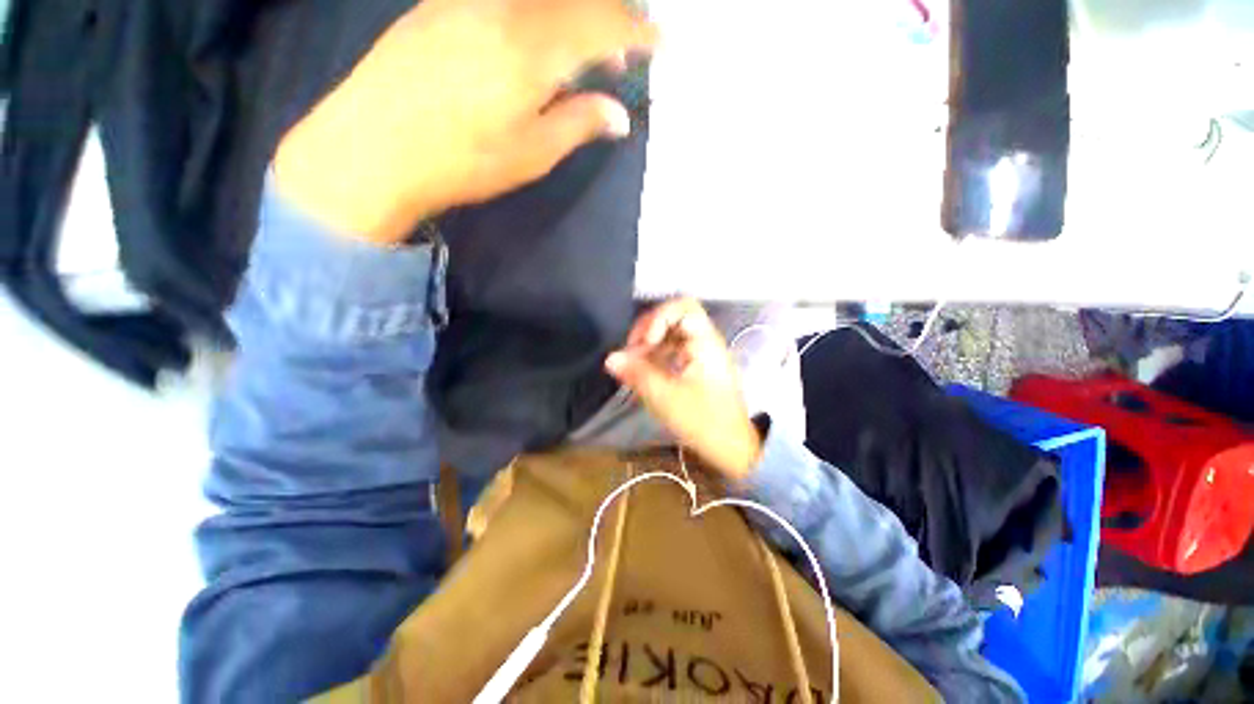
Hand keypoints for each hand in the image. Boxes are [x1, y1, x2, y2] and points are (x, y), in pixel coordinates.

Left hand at [274, 0, 657, 243]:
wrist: (374, 147)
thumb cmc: (464, 161)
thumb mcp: (533, 153)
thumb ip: (579, 124)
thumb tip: (619, 116)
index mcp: (532, 48)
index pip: (602, 24)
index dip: (636, 32)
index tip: (658, 43)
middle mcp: (504, 7)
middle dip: (609, 15)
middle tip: (624, 47)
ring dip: (572, 12)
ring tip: (583, 46)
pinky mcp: (442, 4)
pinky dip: (536, 10)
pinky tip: (535, 35)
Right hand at [605, 298, 763, 480]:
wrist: (733, 448)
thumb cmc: (703, 421)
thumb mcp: (665, 397)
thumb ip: (637, 373)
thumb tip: (610, 358)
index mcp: (705, 342)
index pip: (682, 306)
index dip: (658, 318)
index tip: (644, 343)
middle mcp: (705, 342)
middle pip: (674, 318)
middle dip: (648, 330)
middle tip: (631, 352)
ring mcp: (702, 354)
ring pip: (671, 335)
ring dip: (650, 345)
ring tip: (633, 364)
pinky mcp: (697, 367)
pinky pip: (673, 350)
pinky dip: (656, 356)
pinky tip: (643, 371)